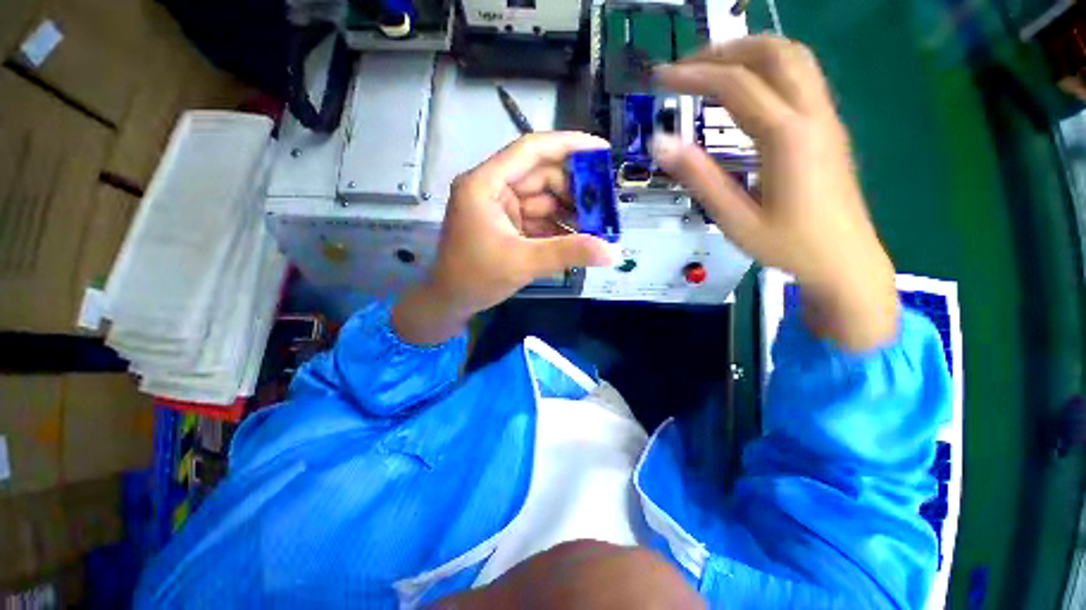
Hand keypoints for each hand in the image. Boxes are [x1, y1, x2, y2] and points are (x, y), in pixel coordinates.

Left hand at [394, 132, 621, 344]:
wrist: (450, 302)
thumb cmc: (476, 278)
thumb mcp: (524, 262)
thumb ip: (569, 253)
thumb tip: (614, 252)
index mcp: (486, 183)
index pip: (531, 149)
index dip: (568, 145)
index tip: (602, 151)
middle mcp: (493, 188)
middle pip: (541, 176)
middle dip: (574, 190)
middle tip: (605, 204)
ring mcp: (500, 207)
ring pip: (543, 199)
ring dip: (569, 212)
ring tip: (598, 225)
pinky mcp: (507, 225)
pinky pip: (538, 218)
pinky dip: (558, 227)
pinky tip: (579, 238)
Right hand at [652, 35, 897, 350]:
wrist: (845, 261)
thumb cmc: (788, 246)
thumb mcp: (734, 218)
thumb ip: (699, 177)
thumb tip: (661, 144)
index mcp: (787, 137)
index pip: (736, 85)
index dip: (694, 75)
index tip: (661, 77)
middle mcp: (812, 114)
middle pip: (772, 52)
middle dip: (724, 50)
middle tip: (686, 67)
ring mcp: (826, 117)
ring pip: (793, 57)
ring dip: (749, 51)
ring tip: (713, 68)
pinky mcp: (829, 126)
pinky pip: (802, 76)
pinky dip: (769, 66)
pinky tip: (747, 88)